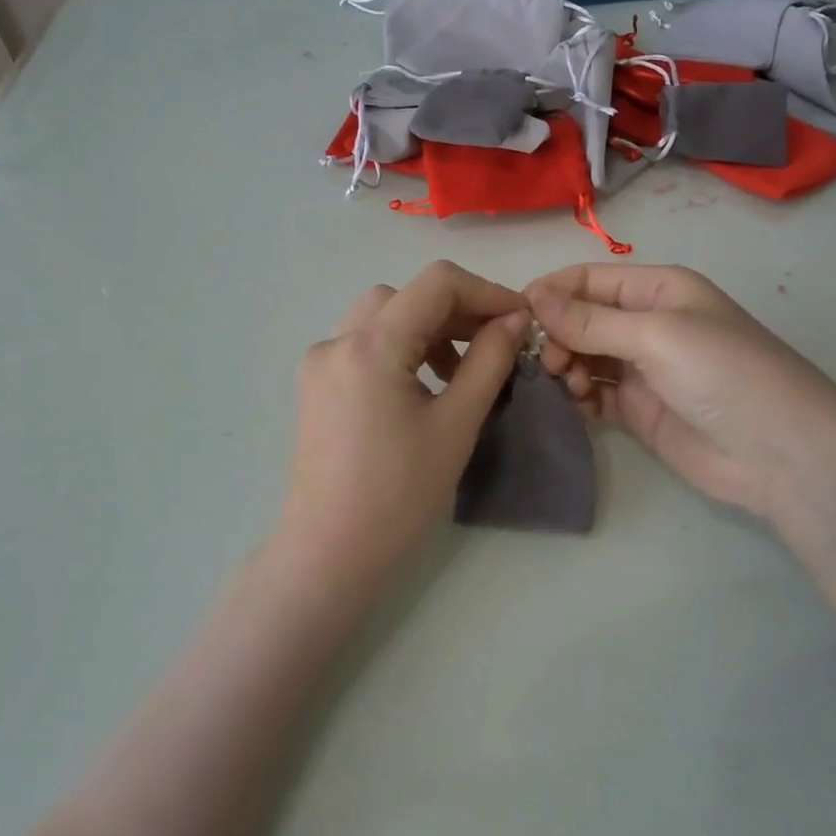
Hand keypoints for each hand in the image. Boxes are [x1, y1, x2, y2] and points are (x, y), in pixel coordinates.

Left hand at [278, 261, 530, 582]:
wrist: (331, 553)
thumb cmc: (400, 495)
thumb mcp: (456, 423)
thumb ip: (489, 360)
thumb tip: (515, 319)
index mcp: (370, 345)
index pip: (435, 283)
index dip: (485, 291)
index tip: (520, 319)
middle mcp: (337, 342)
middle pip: (405, 296)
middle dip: (455, 310)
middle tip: (494, 343)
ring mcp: (319, 363)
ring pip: (381, 317)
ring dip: (425, 328)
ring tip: (460, 369)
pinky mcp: (315, 386)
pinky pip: (362, 345)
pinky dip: (398, 348)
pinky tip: (422, 384)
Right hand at [527, 264, 835, 525]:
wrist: (779, 454)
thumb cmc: (723, 374)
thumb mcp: (657, 335)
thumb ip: (591, 320)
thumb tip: (533, 297)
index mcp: (658, 290)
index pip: (590, 279)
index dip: (552, 292)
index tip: (517, 315)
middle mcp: (647, 324)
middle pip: (582, 318)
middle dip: (558, 334)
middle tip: (550, 362)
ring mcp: (642, 369)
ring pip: (583, 356)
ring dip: (565, 366)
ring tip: (566, 384)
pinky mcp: (638, 410)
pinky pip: (593, 393)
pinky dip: (578, 397)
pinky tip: (579, 407)